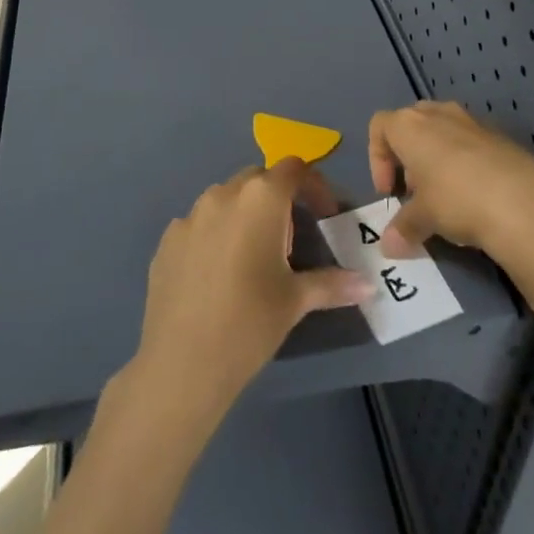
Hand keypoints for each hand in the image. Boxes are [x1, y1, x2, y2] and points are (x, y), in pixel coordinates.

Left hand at [128, 159, 372, 422]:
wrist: (182, 364)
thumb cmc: (250, 323)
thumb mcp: (296, 300)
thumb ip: (333, 283)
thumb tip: (367, 284)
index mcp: (261, 198)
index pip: (294, 168)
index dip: (314, 186)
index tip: (324, 216)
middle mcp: (224, 194)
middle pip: (259, 178)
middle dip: (278, 199)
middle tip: (289, 240)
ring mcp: (190, 216)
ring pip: (226, 199)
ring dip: (244, 214)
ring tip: (252, 258)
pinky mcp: (167, 240)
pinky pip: (199, 225)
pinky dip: (214, 236)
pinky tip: (217, 276)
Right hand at [370, 101, 533, 261]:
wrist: (523, 201)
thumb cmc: (457, 199)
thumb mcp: (423, 218)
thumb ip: (402, 227)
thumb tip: (388, 246)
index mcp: (410, 125)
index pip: (379, 126)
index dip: (377, 159)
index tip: (390, 193)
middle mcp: (438, 113)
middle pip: (411, 124)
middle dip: (408, 156)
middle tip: (415, 192)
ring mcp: (472, 120)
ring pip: (442, 131)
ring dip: (436, 158)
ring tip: (445, 196)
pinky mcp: (500, 135)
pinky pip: (470, 142)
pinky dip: (464, 162)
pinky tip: (475, 195)